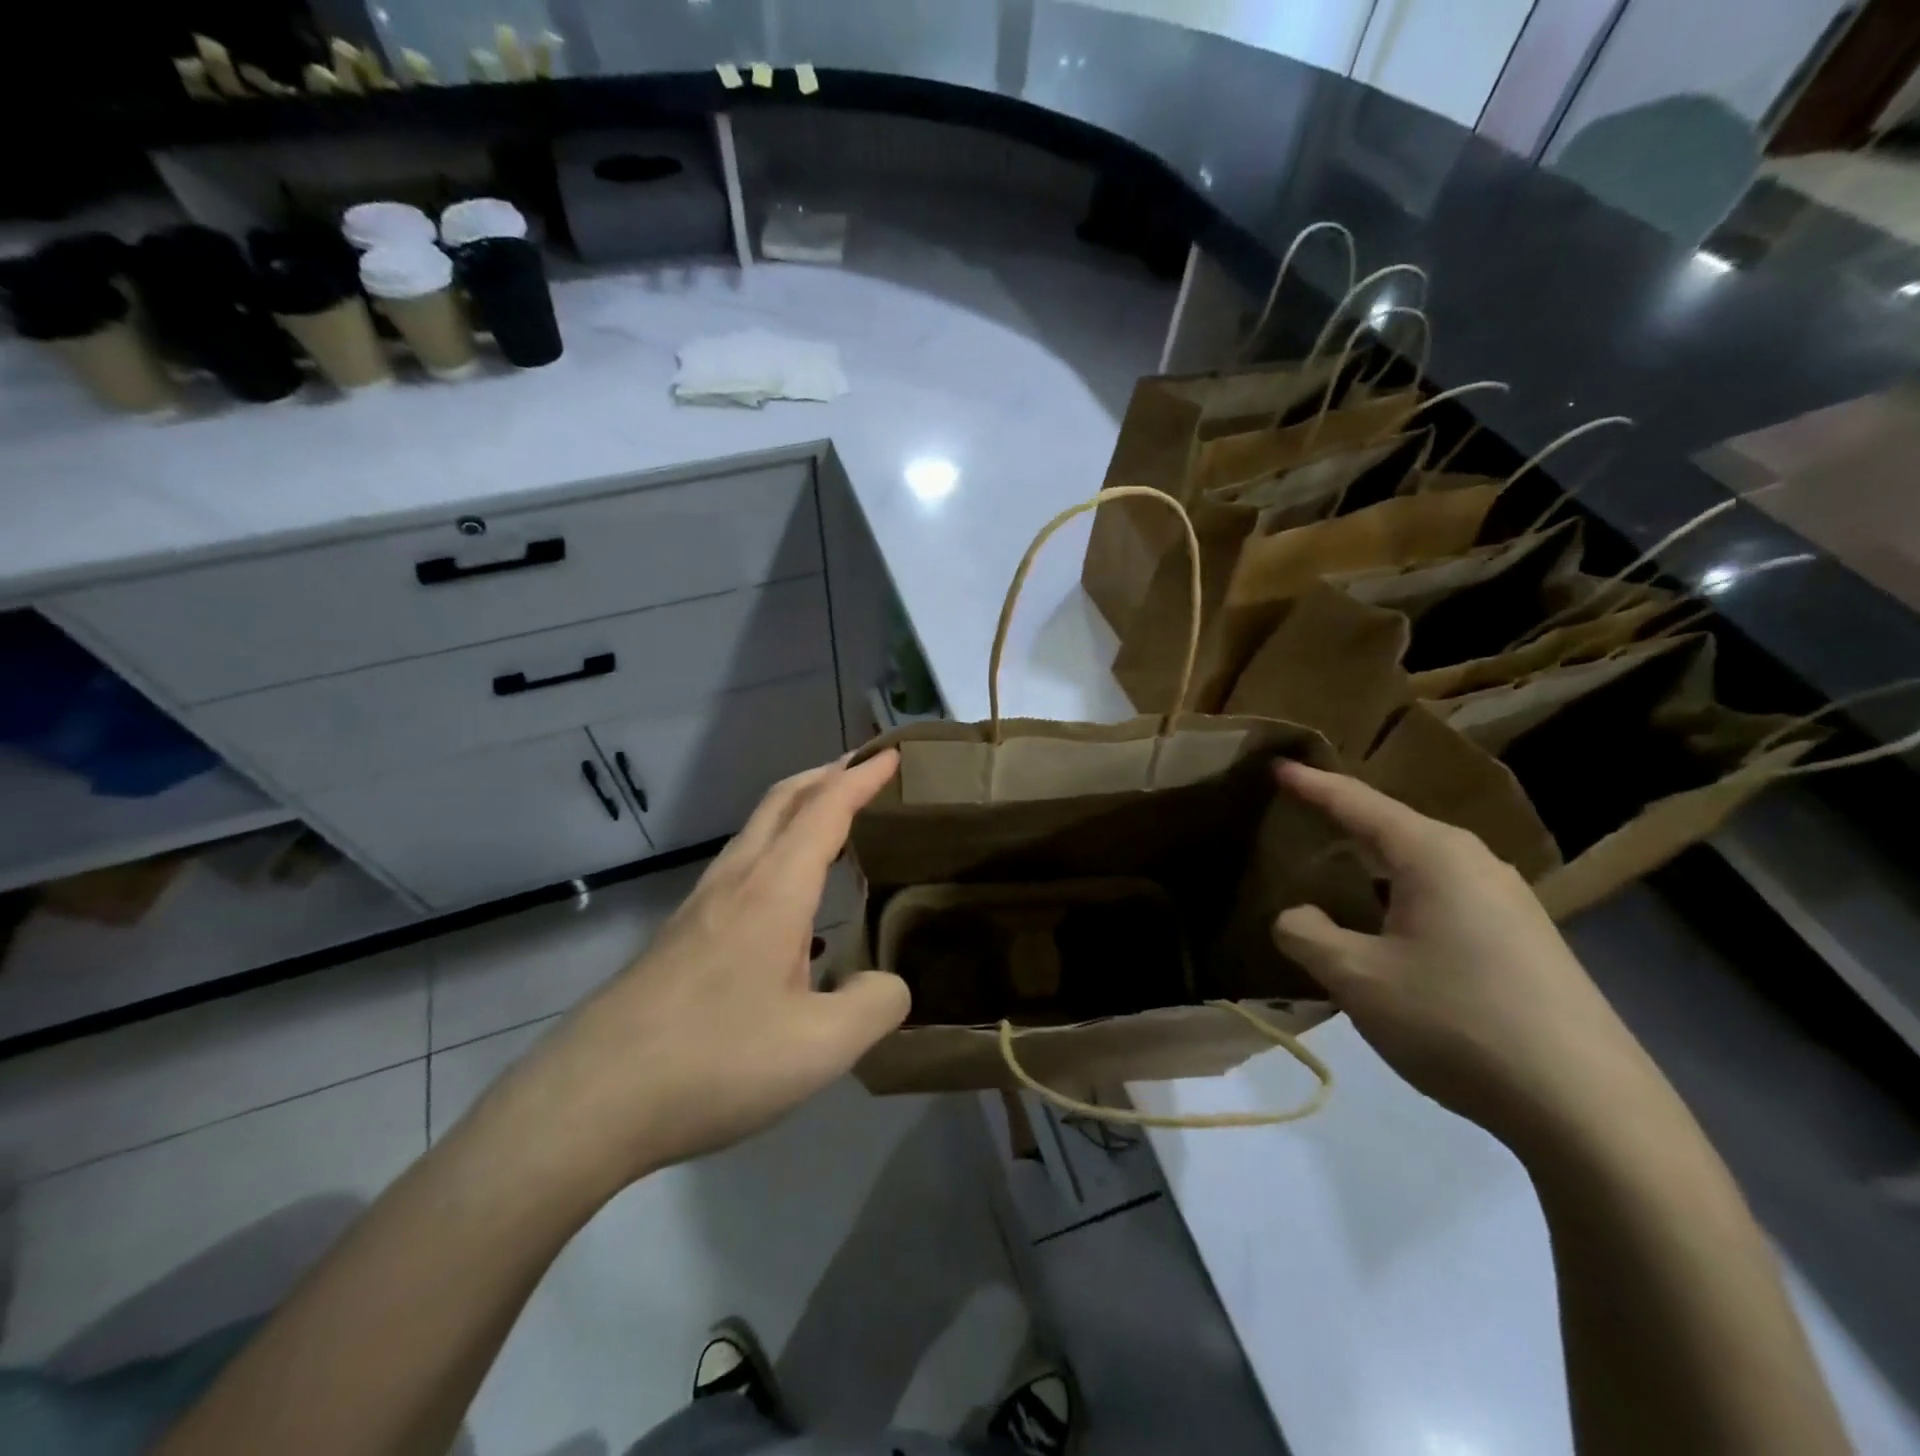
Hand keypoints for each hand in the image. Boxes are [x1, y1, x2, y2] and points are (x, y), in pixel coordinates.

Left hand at [491, 752, 909, 1192]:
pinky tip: (789, 903)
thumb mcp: (820, 1047)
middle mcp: (736, 882)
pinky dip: (776, 851)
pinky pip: (740, 868)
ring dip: (799, 810)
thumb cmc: (714, 1062)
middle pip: (783, 801)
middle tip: (866, 770)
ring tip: (834, 824)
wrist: (591, 1098)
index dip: (862, 778)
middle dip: (827, 775)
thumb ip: (875, 1006)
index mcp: (774, 890)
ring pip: (756, 832)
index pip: (826, 809)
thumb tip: (890, 984)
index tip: (893, 754)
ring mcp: (700, 906)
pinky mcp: (681, 936)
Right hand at [1271, 760, 1662, 1151]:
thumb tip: (1297, 916)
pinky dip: (1402, 897)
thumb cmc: (1458, 1021)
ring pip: (1421, 866)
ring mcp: (1508, 902)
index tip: (1276, 765)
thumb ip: (1307, 935)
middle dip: (1343, 821)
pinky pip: (1445, 898)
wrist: (1591, 1110)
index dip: (1311, 784)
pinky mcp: (1524, 941)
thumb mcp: (1358, 978)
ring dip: (1374, 865)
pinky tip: (1389, 930)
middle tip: (1297, 816)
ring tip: (1334, 872)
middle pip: (1393, 827)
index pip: (1357, 803)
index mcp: (1433, 855)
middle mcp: (1475, 863)